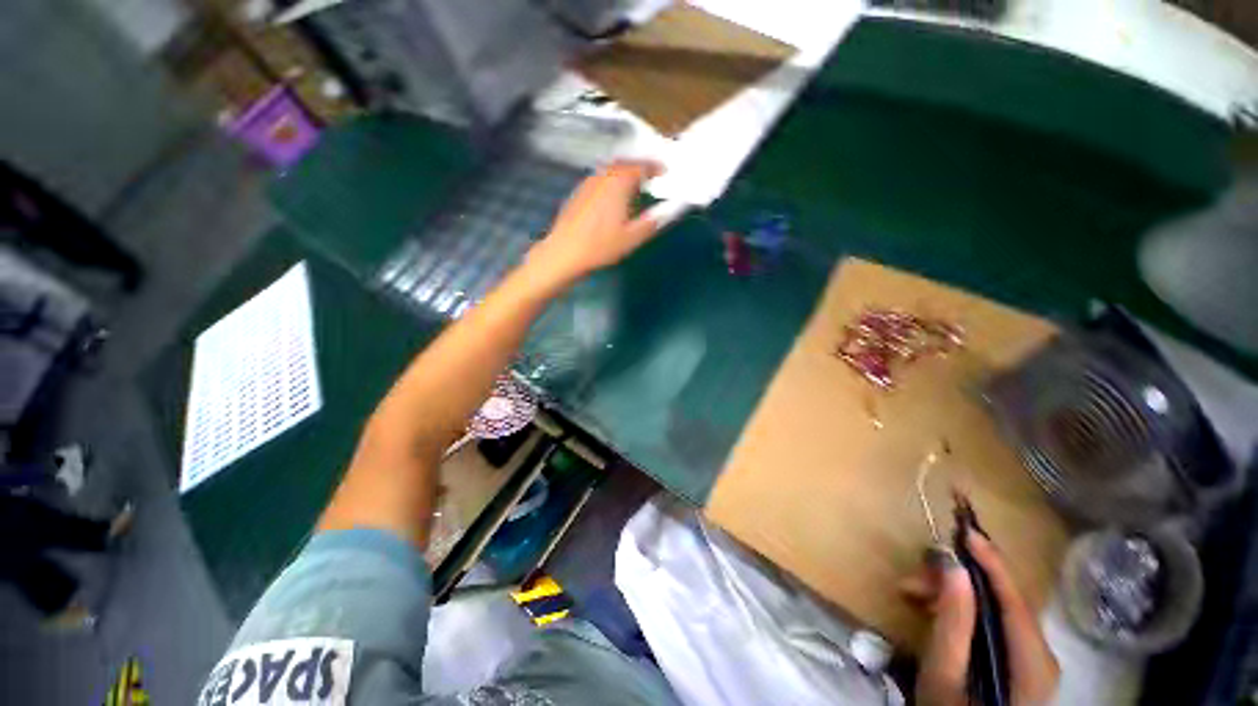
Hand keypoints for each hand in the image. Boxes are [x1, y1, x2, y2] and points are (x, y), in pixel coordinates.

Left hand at [526, 160, 664, 288]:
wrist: (564, 253)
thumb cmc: (600, 246)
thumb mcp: (632, 237)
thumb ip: (653, 221)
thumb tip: (670, 209)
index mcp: (618, 183)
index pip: (641, 166)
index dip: (655, 167)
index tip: (665, 171)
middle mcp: (602, 176)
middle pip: (624, 164)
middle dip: (639, 167)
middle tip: (651, 176)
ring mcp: (587, 183)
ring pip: (610, 170)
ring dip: (624, 173)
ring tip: (634, 186)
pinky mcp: (578, 193)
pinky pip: (600, 179)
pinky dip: (612, 181)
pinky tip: (613, 197)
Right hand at [900, 533, 1058, 705]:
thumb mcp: (944, 674)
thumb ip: (952, 621)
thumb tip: (951, 564)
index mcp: (1032, 661)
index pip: (1014, 598)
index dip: (991, 559)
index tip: (964, 527)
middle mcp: (1040, 653)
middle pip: (1001, 600)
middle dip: (956, 581)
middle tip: (912, 578)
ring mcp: (1030, 658)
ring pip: (993, 608)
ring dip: (952, 595)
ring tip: (911, 593)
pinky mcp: (1017, 661)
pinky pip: (990, 621)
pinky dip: (960, 610)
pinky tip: (931, 609)